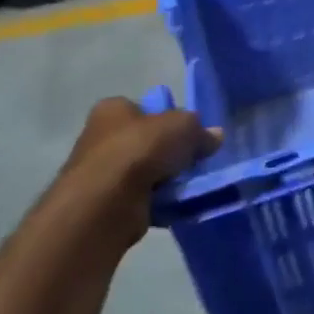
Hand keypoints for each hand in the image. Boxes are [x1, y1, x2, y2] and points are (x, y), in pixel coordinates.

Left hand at [55, 97, 221, 247]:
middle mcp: (100, 137)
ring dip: (164, 179)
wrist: (106, 203)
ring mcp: (99, 173)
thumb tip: (215, 136)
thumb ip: (200, 130)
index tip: (187, 134)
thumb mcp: (183, 127)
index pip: (143, 108)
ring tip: (188, 185)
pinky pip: (140, 198)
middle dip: (168, 152)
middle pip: (145, 141)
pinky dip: (157, 202)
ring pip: (144, 171)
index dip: (167, 119)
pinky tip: (175, 204)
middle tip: (193, 161)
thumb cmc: (140, 150)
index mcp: (112, 109)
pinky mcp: (104, 204)